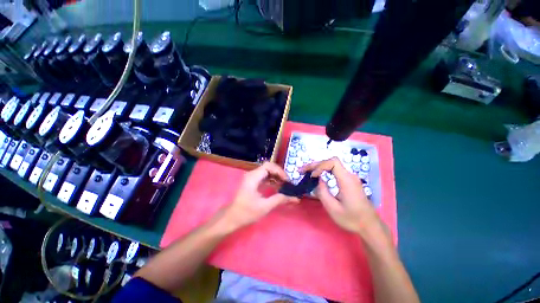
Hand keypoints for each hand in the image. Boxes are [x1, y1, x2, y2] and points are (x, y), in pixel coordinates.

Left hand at [224, 162, 298, 230]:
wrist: (232, 218)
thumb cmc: (247, 212)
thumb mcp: (265, 206)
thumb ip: (280, 199)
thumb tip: (295, 198)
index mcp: (253, 177)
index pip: (269, 166)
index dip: (279, 171)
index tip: (287, 180)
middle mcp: (252, 174)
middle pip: (269, 167)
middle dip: (279, 173)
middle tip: (288, 182)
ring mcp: (252, 178)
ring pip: (267, 172)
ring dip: (276, 177)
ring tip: (285, 185)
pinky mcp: (253, 182)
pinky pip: (265, 177)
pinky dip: (272, 180)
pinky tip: (278, 187)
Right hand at [301, 157, 379, 234]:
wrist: (369, 225)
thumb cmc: (352, 219)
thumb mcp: (333, 208)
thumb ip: (322, 192)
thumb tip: (318, 180)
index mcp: (347, 180)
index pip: (333, 162)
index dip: (320, 166)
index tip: (313, 176)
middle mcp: (349, 175)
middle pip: (331, 162)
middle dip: (316, 165)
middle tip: (302, 170)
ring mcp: (350, 177)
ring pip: (332, 165)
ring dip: (319, 167)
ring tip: (308, 172)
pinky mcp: (349, 180)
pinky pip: (335, 170)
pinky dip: (324, 171)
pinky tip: (318, 175)